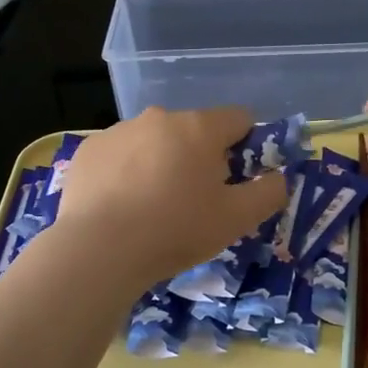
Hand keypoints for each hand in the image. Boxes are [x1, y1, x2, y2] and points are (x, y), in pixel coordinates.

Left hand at [58, 107, 287, 287]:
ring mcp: (119, 131)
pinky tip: (120, 207)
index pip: (239, 118)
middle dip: (200, 158)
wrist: (98, 250)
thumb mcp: (237, 220)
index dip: (246, 146)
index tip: (236, 180)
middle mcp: (159, 117)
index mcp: (199, 127)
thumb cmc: (176, 230)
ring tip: (152, 209)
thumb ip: (268, 193)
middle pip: (194, 131)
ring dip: (161, 163)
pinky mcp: (89, 150)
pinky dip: (126, 173)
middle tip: (194, 202)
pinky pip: (120, 155)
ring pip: (154, 142)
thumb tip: (279, 178)